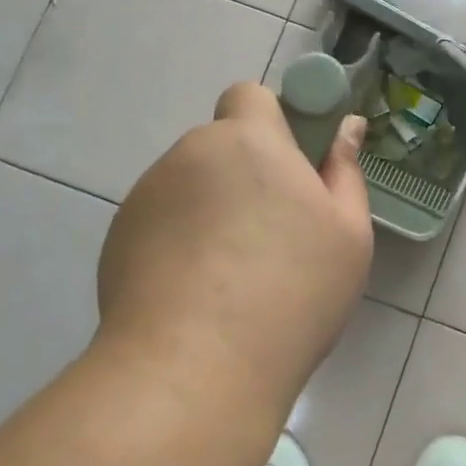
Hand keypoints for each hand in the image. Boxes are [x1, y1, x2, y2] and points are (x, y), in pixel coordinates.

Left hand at [98, 84, 372, 385]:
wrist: (194, 370)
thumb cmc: (292, 293)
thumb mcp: (347, 234)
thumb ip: (345, 171)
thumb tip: (347, 127)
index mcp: (249, 141)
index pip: (249, 95)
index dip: (270, 122)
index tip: (291, 168)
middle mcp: (190, 154)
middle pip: (220, 147)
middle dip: (244, 174)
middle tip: (270, 234)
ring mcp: (146, 196)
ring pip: (189, 186)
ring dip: (210, 210)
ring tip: (230, 277)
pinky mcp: (117, 238)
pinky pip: (160, 223)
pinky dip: (178, 242)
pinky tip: (195, 296)